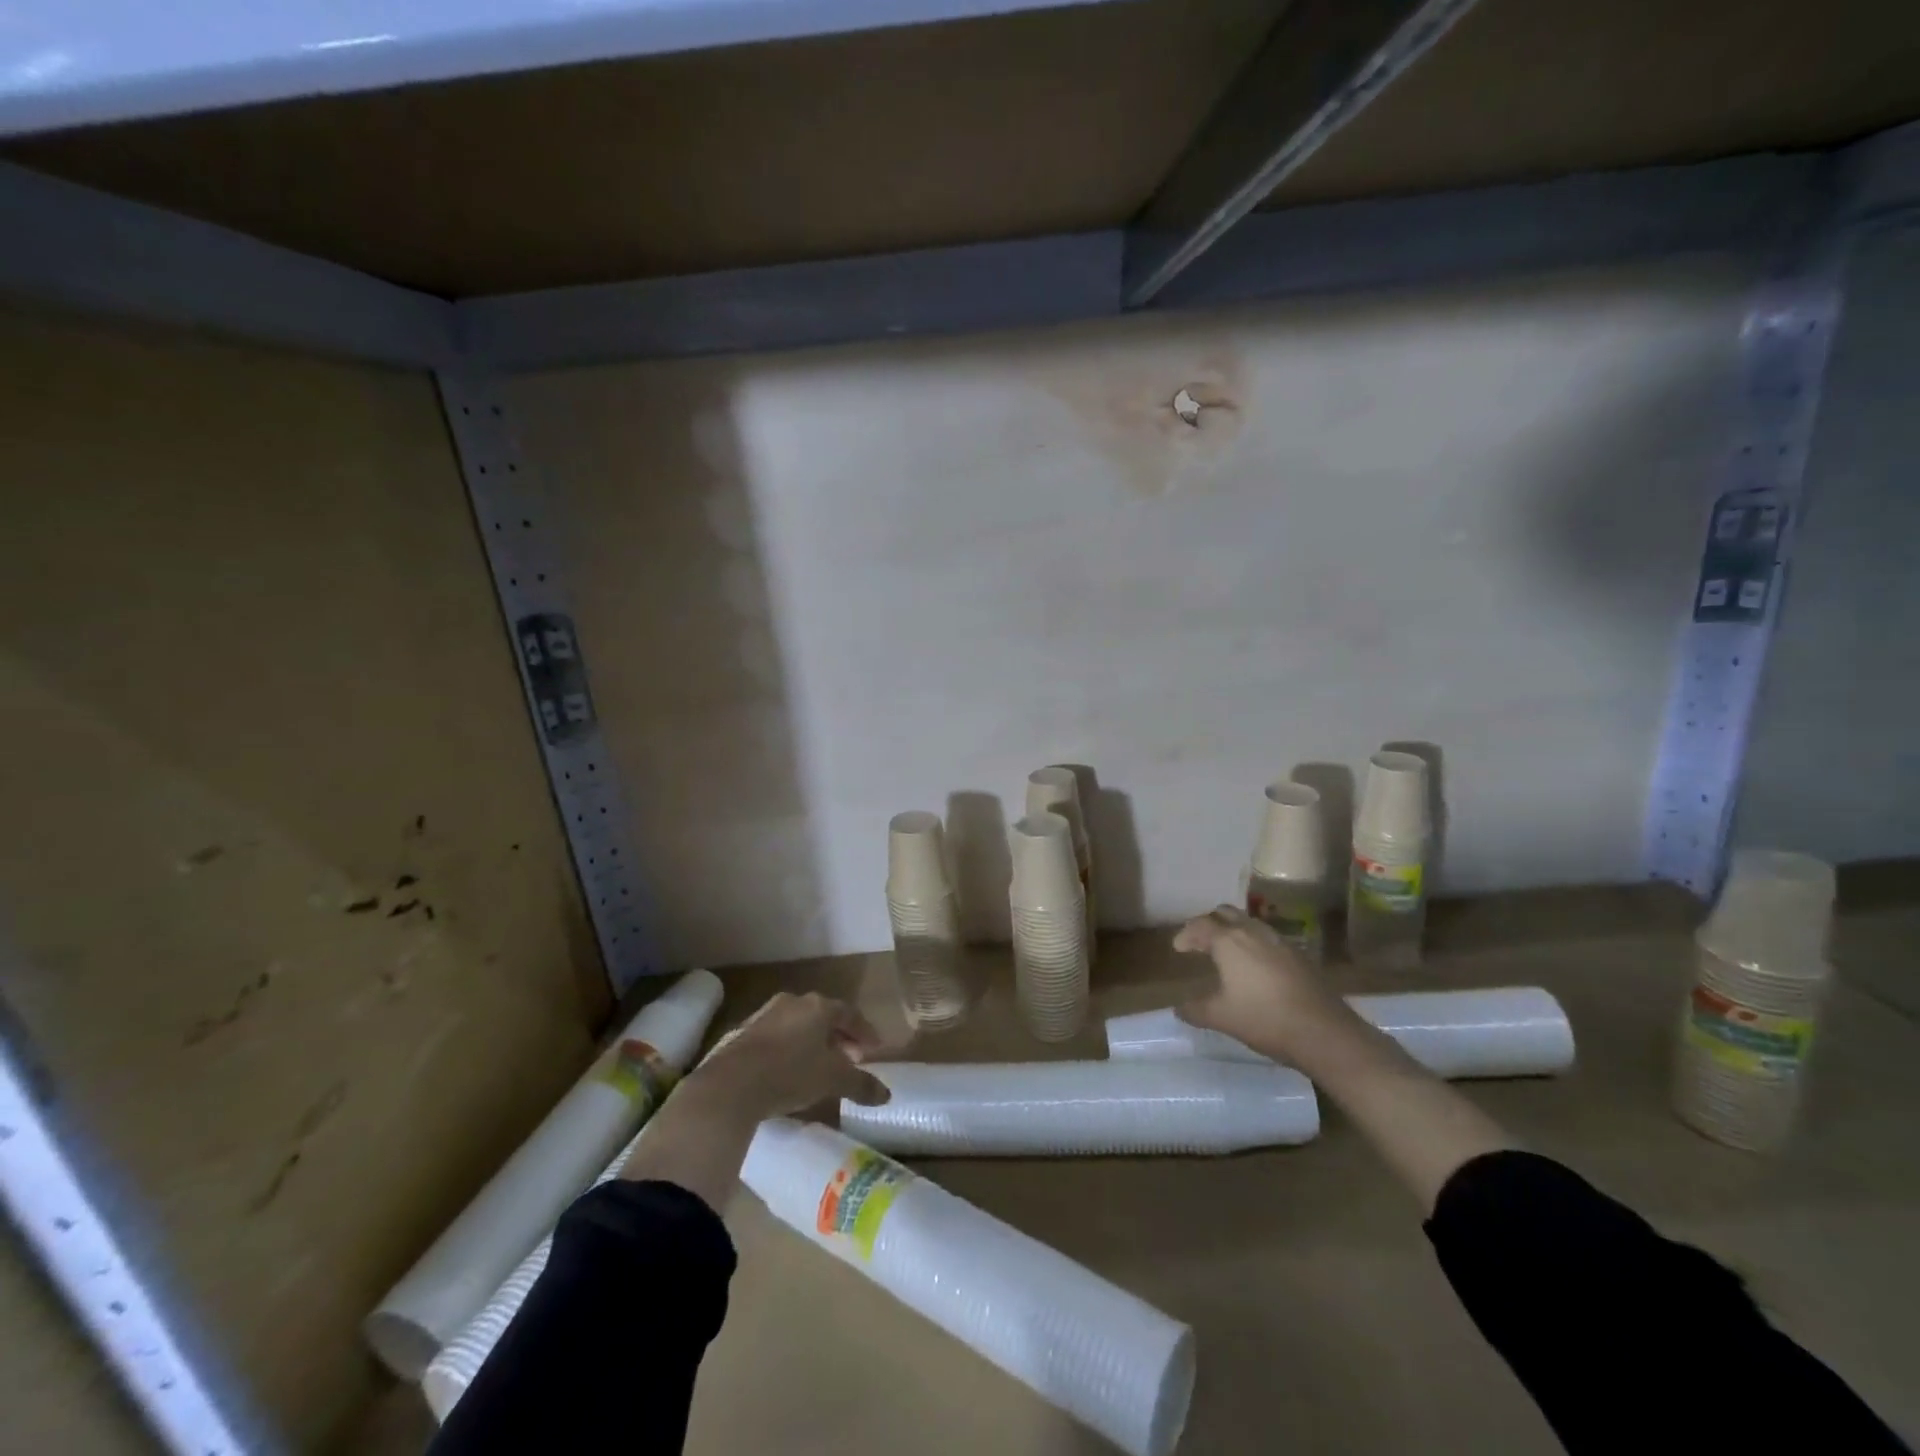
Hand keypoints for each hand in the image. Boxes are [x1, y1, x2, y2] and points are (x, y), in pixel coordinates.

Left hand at [690, 992, 890, 1120]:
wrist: (731, 1084)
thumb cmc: (791, 1073)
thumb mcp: (833, 1081)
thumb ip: (861, 1085)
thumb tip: (886, 1095)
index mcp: (819, 1007)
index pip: (850, 1013)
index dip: (864, 1031)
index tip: (874, 1049)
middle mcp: (794, 1002)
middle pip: (824, 1016)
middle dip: (840, 1037)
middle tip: (850, 1058)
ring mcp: (766, 1015)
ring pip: (800, 1025)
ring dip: (814, 1042)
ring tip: (821, 1066)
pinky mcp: (745, 1033)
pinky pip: (778, 1036)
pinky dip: (791, 1049)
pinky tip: (791, 1070)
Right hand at [1173, 905, 1338, 1060]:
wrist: (1323, 1031)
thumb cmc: (1263, 1018)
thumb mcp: (1221, 1017)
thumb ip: (1195, 1010)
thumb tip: (1179, 1009)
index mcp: (1228, 941)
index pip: (1200, 925)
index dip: (1186, 934)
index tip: (1179, 948)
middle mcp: (1252, 932)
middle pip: (1225, 913)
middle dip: (1209, 923)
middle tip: (1200, 941)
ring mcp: (1279, 941)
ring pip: (1249, 922)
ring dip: (1234, 930)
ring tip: (1227, 951)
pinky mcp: (1299, 954)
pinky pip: (1268, 938)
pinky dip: (1254, 943)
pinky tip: (1257, 966)